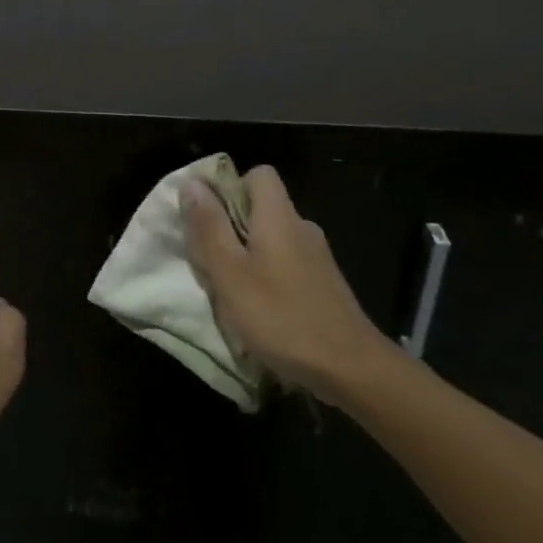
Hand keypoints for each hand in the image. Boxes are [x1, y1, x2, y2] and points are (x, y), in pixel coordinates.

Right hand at [183, 165, 389, 403]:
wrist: (350, 368)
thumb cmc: (281, 317)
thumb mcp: (231, 274)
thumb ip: (209, 227)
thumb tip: (192, 183)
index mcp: (279, 217)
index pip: (259, 174)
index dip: (230, 187)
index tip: (208, 218)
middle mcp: (302, 228)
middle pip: (262, 208)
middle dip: (231, 228)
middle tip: (211, 262)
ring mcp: (317, 258)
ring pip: (272, 240)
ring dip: (247, 257)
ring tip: (230, 291)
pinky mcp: (324, 284)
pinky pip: (286, 264)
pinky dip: (267, 278)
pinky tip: (260, 310)